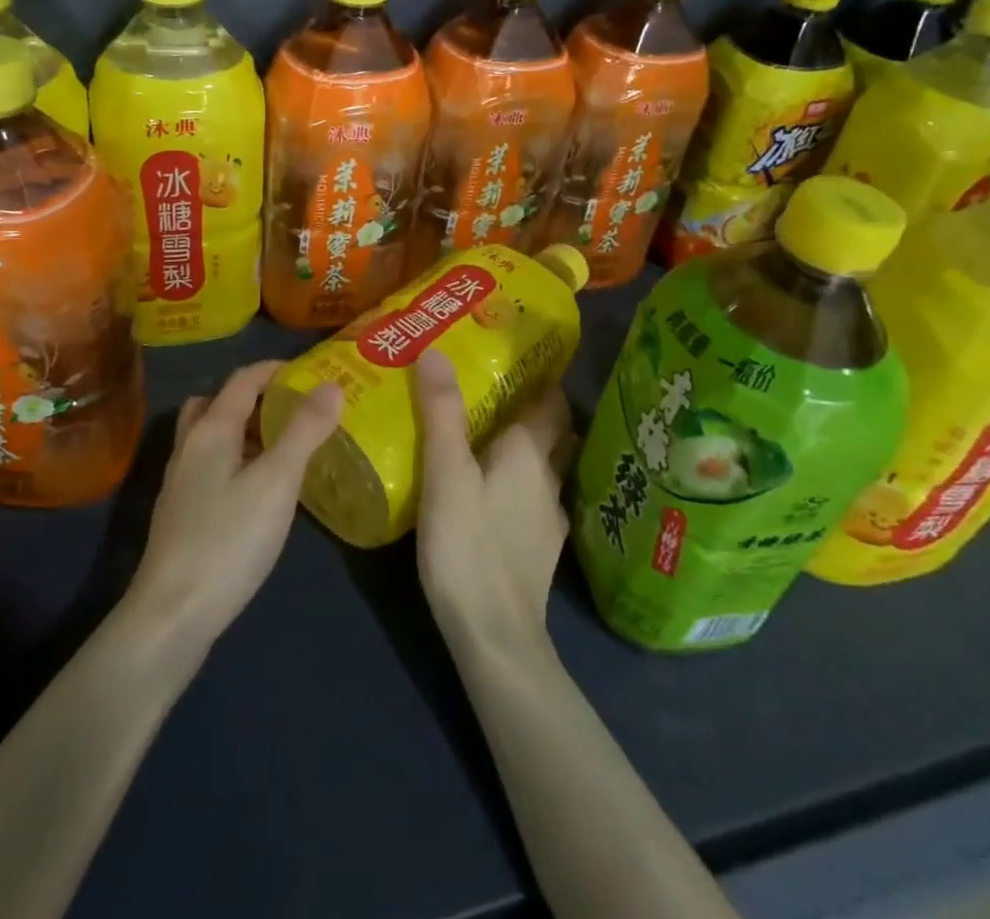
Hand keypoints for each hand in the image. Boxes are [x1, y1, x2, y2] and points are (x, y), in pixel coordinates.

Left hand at [126, 361, 342, 651]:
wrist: (172, 613)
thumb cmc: (229, 540)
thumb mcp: (277, 482)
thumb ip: (304, 431)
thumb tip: (330, 385)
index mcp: (212, 429)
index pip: (243, 379)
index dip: (276, 369)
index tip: (311, 373)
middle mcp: (190, 445)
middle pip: (219, 402)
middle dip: (257, 397)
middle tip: (294, 409)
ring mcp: (181, 479)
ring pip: (212, 435)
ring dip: (244, 429)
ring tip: (282, 447)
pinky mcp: (181, 511)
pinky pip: (211, 464)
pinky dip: (236, 459)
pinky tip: (258, 489)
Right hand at [413, 349, 576, 660]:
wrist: (495, 638)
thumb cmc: (469, 546)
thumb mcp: (446, 473)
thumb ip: (441, 413)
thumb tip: (436, 352)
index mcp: (532, 453)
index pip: (552, 401)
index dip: (539, 375)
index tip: (513, 355)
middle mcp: (549, 479)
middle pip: (553, 432)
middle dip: (533, 407)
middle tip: (493, 387)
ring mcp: (548, 517)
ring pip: (545, 466)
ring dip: (526, 445)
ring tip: (488, 431)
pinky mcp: (537, 548)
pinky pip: (533, 496)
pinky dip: (518, 480)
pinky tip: (490, 487)